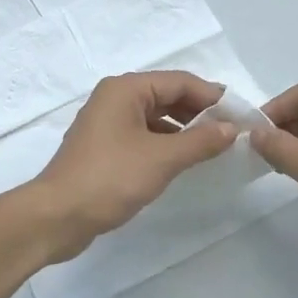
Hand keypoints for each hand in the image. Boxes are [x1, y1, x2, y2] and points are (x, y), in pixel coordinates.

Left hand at [28, 71, 236, 262]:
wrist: (57, 216)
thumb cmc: (110, 178)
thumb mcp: (162, 159)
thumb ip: (200, 141)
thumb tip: (232, 128)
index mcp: (125, 89)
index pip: (178, 81)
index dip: (211, 96)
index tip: (241, 113)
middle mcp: (114, 98)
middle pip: (166, 95)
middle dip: (199, 111)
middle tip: (231, 131)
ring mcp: (107, 123)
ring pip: (155, 116)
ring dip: (183, 128)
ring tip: (213, 146)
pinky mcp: (104, 147)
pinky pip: (143, 134)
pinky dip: (165, 142)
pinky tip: (183, 160)